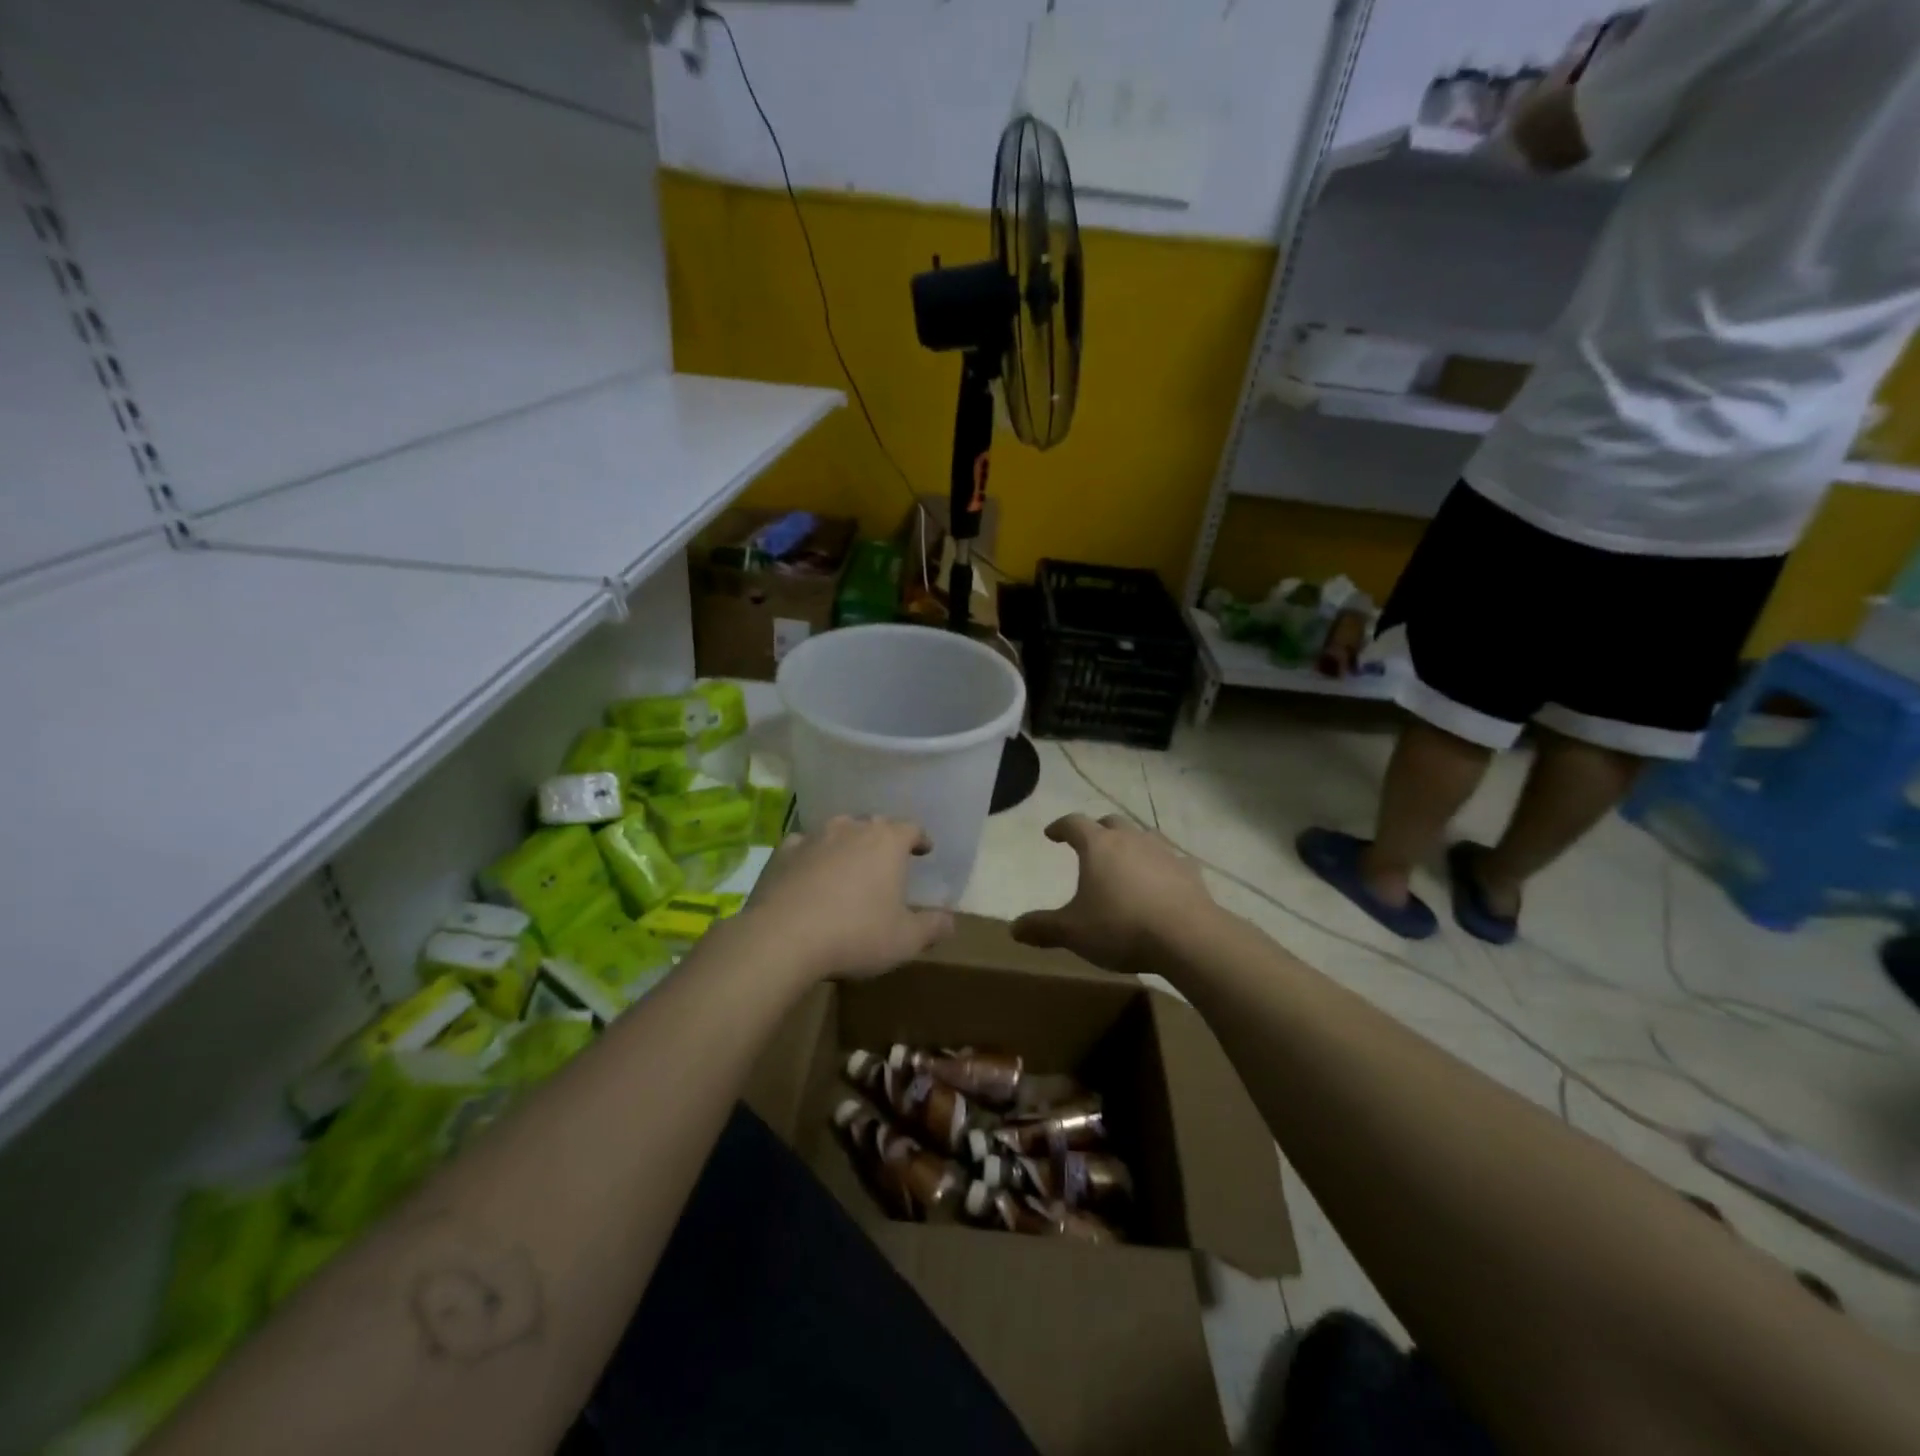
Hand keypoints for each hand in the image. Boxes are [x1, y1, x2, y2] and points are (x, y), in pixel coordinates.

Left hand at [737, 816, 953, 982]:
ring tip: (850, 864)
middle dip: (883, 840)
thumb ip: (932, 928)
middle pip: (874, 825)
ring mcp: (814, 837)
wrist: (783, 937)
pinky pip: (805, 846)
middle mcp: (852, 829)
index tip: (924, 850)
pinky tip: (810, 873)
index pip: (911, 828)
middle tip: (887, 860)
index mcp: (887, 842)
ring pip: (838, 831)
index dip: (920, 839)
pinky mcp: (783, 852)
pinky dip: (812, 856)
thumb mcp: (905, 940)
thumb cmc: (856, 934)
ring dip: (847, 844)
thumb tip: (950, 922)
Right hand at [1012, 814, 1217, 975]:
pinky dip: (1160, 866)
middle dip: (1097, 829)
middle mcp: (1130, 839)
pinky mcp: (1189, 871)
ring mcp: (1163, 852)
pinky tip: (1160, 882)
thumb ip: (1043, 927)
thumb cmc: (1121, 927)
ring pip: (1143, 836)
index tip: (1051, 834)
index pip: (1074, 823)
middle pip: (1110, 823)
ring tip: (1125, 859)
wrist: (1187, 937)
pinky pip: (1170, 860)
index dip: (1060, 827)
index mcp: (1098, 846)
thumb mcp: (1073, 932)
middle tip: (1089, 844)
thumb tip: (1013, 928)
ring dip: (1130, 843)